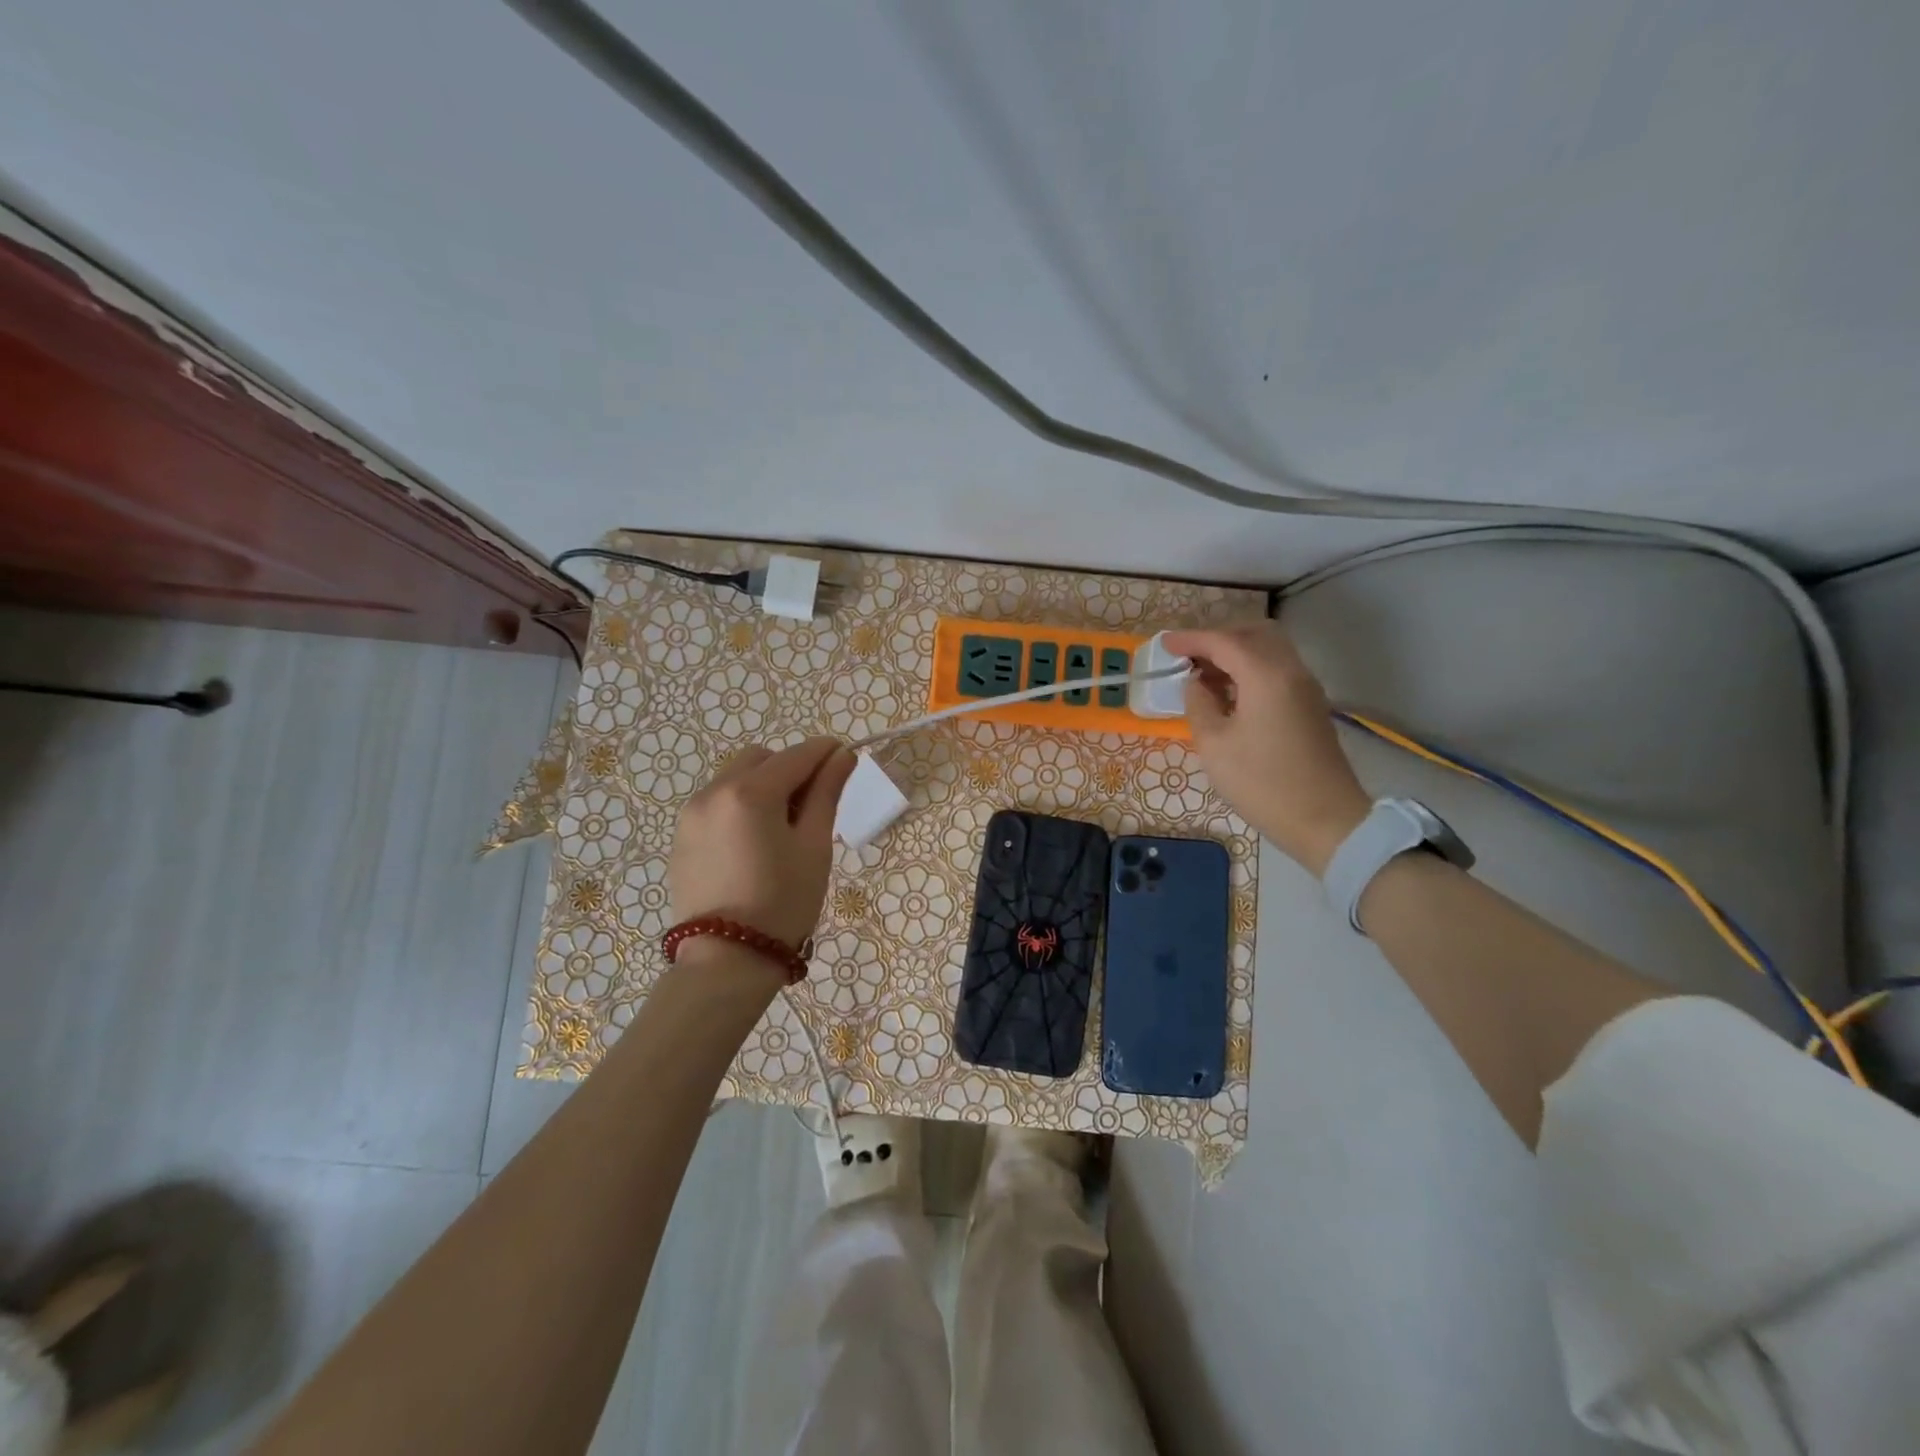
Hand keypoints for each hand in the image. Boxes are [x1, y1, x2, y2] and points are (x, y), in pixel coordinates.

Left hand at [668, 737, 857, 954]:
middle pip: (761, 758)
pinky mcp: (681, 837)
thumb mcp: (814, 846)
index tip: (846, 760)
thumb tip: (842, 756)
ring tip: (782, 828)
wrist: (727, 961)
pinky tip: (754, 845)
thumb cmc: (784, 903)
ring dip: (763, 785)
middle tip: (812, 805)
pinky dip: (740, 807)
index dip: (826, 753)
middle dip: (790, 768)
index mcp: (750, 792)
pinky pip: (716, 803)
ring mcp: (691, 815)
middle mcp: (713, 792)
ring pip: (734, 778)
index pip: (797, 755)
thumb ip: (826, 793)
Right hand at [1161, 623, 1370, 873]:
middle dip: (1217, 639)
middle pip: (1252, 634)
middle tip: (1186, 657)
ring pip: (1269, 649)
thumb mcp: (1214, 745)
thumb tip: (1195, 683)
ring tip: (1204, 676)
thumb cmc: (1262, 783)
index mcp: (1266, 676)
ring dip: (1235, 653)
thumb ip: (1199, 704)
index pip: (1223, 642)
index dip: (1190, 639)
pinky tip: (1230, 693)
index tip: (1163, 643)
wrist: (1325, 820)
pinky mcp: (1310, 705)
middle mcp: (1290, 670)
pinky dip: (1251, 668)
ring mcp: (1305, 687)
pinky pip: (1278, 668)